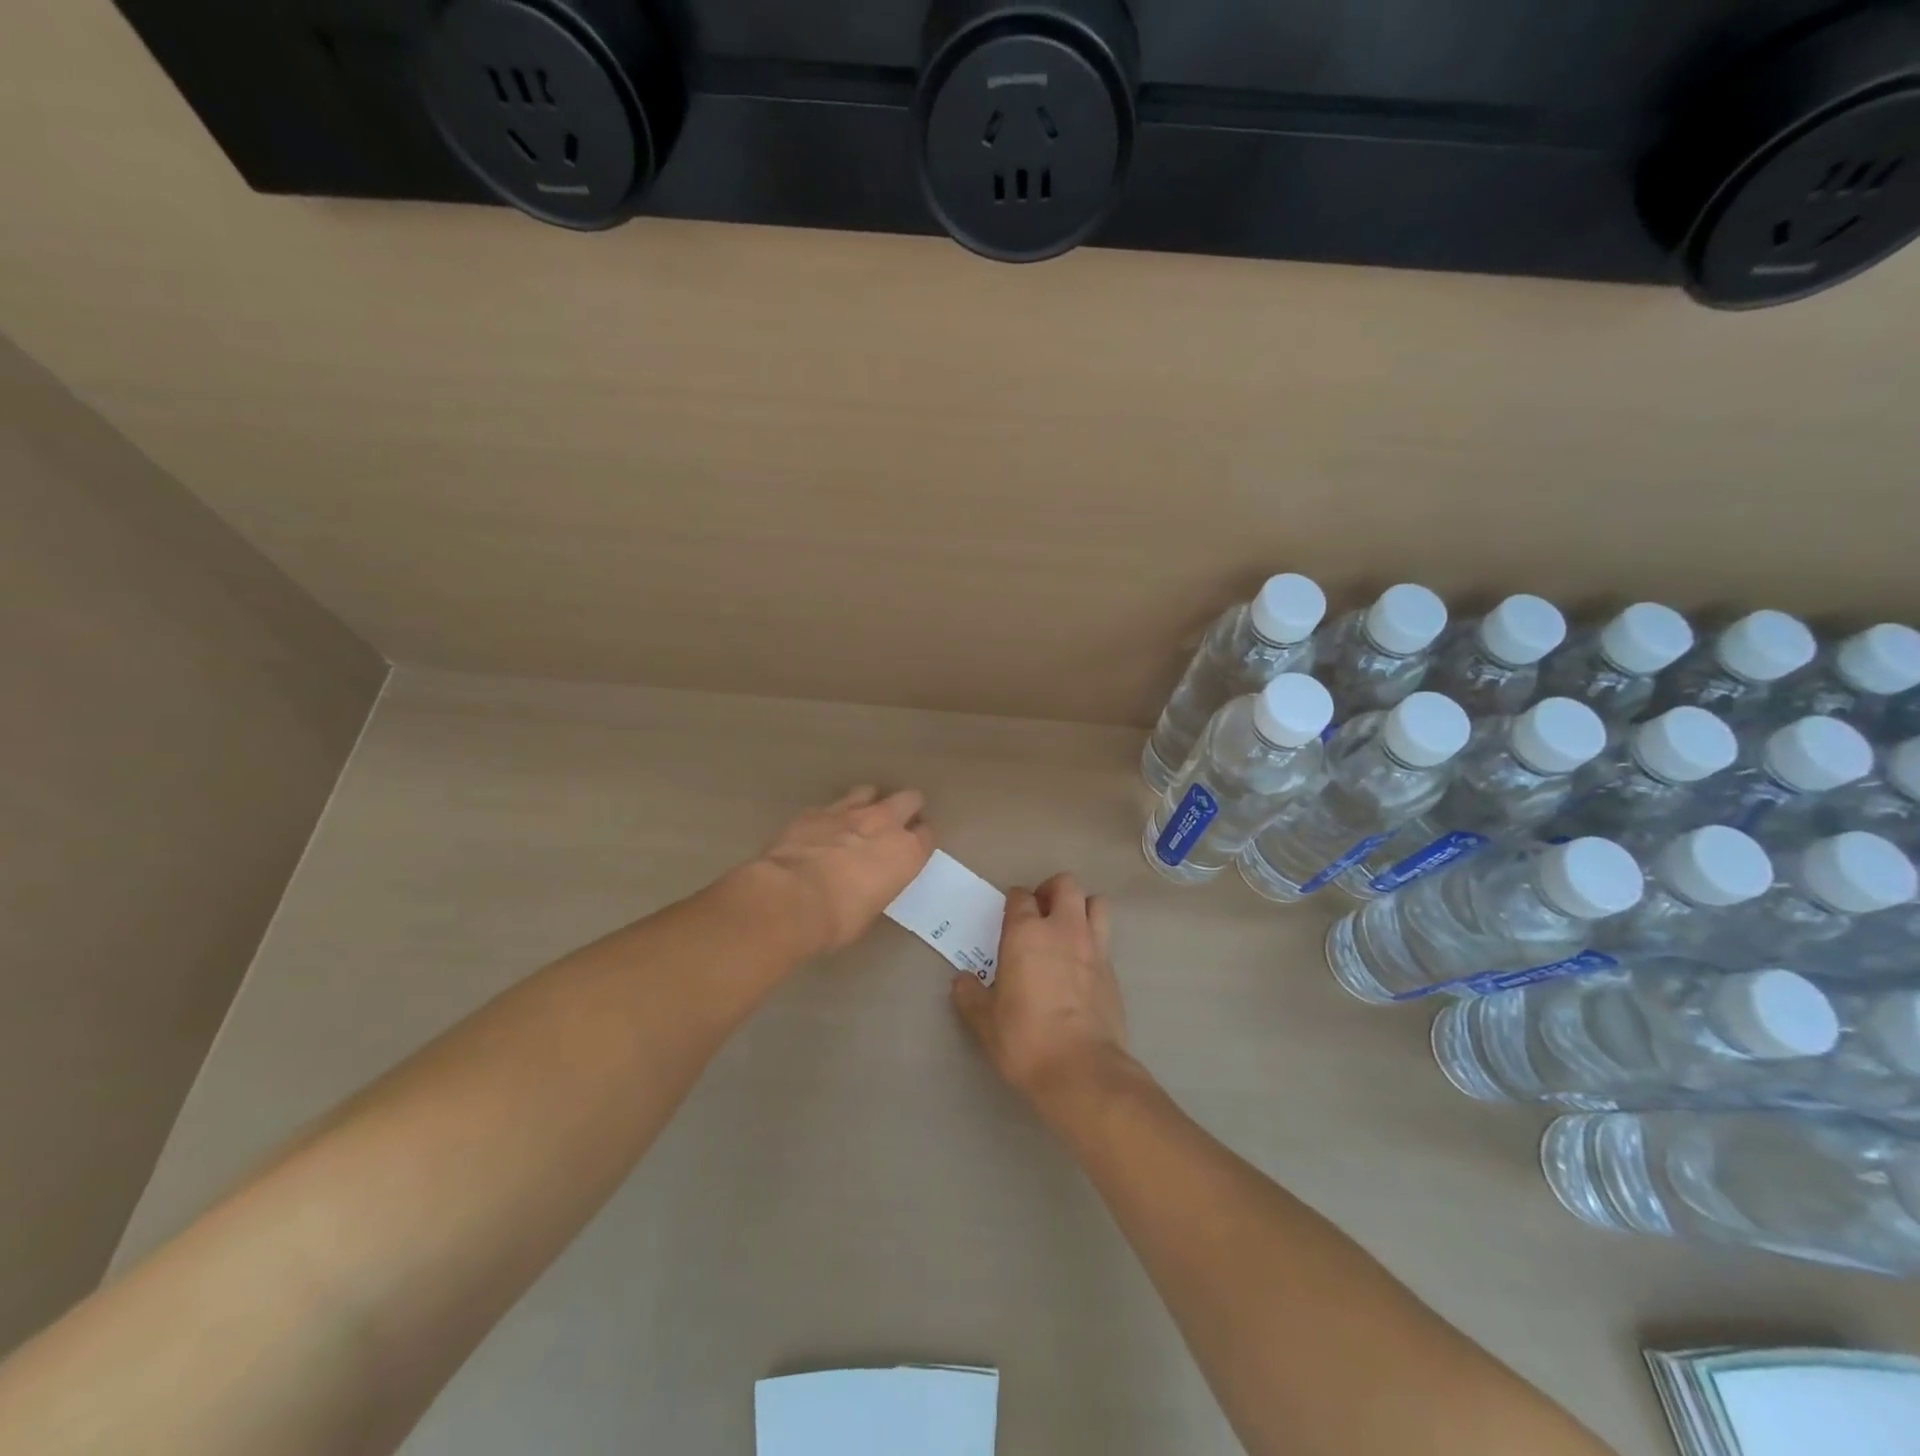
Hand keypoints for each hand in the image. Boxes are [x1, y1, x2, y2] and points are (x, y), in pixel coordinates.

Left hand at [747, 786, 934, 957]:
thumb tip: (868, 882)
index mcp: (906, 852)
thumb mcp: (872, 908)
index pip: (927, 834)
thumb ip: (879, 884)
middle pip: (909, 799)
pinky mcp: (815, 811)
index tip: (914, 846)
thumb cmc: (839, 918)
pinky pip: (831, 806)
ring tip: (859, 819)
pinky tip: (823, 830)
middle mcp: (884, 823)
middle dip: (905, 808)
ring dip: (869, 803)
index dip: (920, 839)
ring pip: (870, 792)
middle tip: (895, 824)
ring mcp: (849, 812)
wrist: (791, 898)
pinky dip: (832, 816)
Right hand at [951, 873, 1134, 1117]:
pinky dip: (1094, 941)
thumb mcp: (986, 1022)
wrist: (1082, 1070)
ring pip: (1096, 903)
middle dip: (1052, 891)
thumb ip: (971, 996)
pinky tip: (1082, 965)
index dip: (1013, 902)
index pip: (1020, 896)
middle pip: (1065, 885)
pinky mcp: (1113, 971)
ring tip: (1067, 929)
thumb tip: (961, 981)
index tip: (1008, 917)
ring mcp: (1094, 947)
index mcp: (1026, 934)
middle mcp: (1063, 929)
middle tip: (1040, 913)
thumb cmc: (1025, 1040)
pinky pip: (1105, 939)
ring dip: (1081, 908)